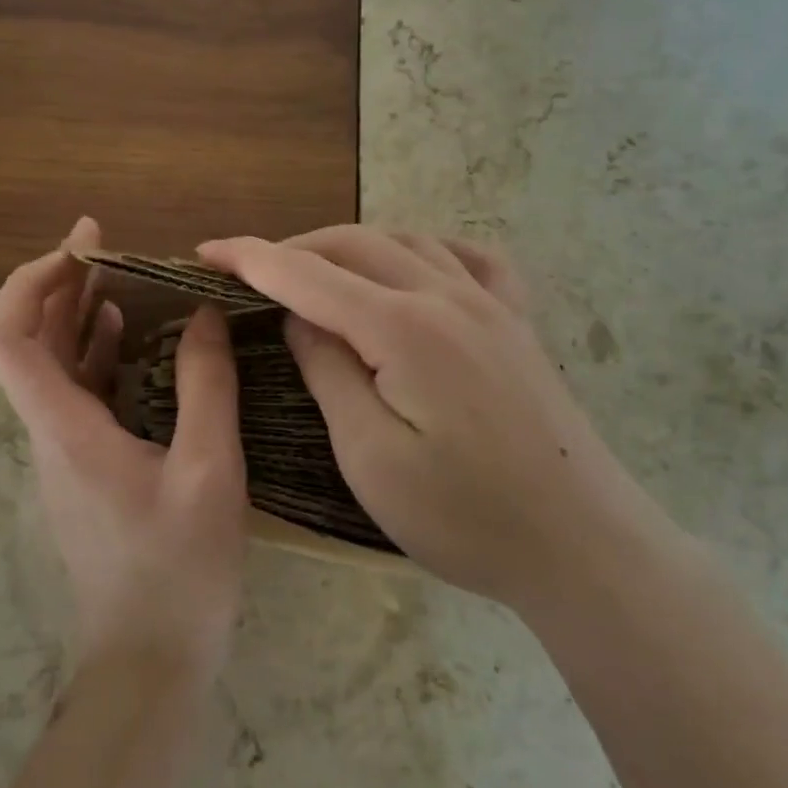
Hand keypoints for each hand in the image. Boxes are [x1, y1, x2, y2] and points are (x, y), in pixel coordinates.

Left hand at [0, 218, 247, 686]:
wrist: (150, 662)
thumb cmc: (178, 569)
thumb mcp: (209, 469)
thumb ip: (206, 384)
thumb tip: (205, 314)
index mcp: (65, 428)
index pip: (8, 338)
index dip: (30, 282)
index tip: (81, 248)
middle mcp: (50, 433)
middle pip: (29, 341)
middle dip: (60, 282)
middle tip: (106, 242)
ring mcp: (64, 452)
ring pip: (53, 366)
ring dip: (78, 314)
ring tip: (123, 274)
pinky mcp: (85, 468)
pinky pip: (79, 393)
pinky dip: (97, 352)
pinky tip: (131, 336)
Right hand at [199, 226, 667, 608]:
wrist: (582, 546)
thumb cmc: (465, 517)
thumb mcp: (370, 456)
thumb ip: (328, 371)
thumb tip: (298, 315)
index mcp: (402, 327)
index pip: (307, 274)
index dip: (250, 258)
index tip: (205, 251)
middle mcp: (446, 296)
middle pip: (353, 245)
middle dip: (292, 249)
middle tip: (249, 272)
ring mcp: (489, 303)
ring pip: (405, 241)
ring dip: (349, 246)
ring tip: (315, 270)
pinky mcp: (517, 322)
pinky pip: (468, 257)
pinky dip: (424, 247)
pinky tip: (413, 263)